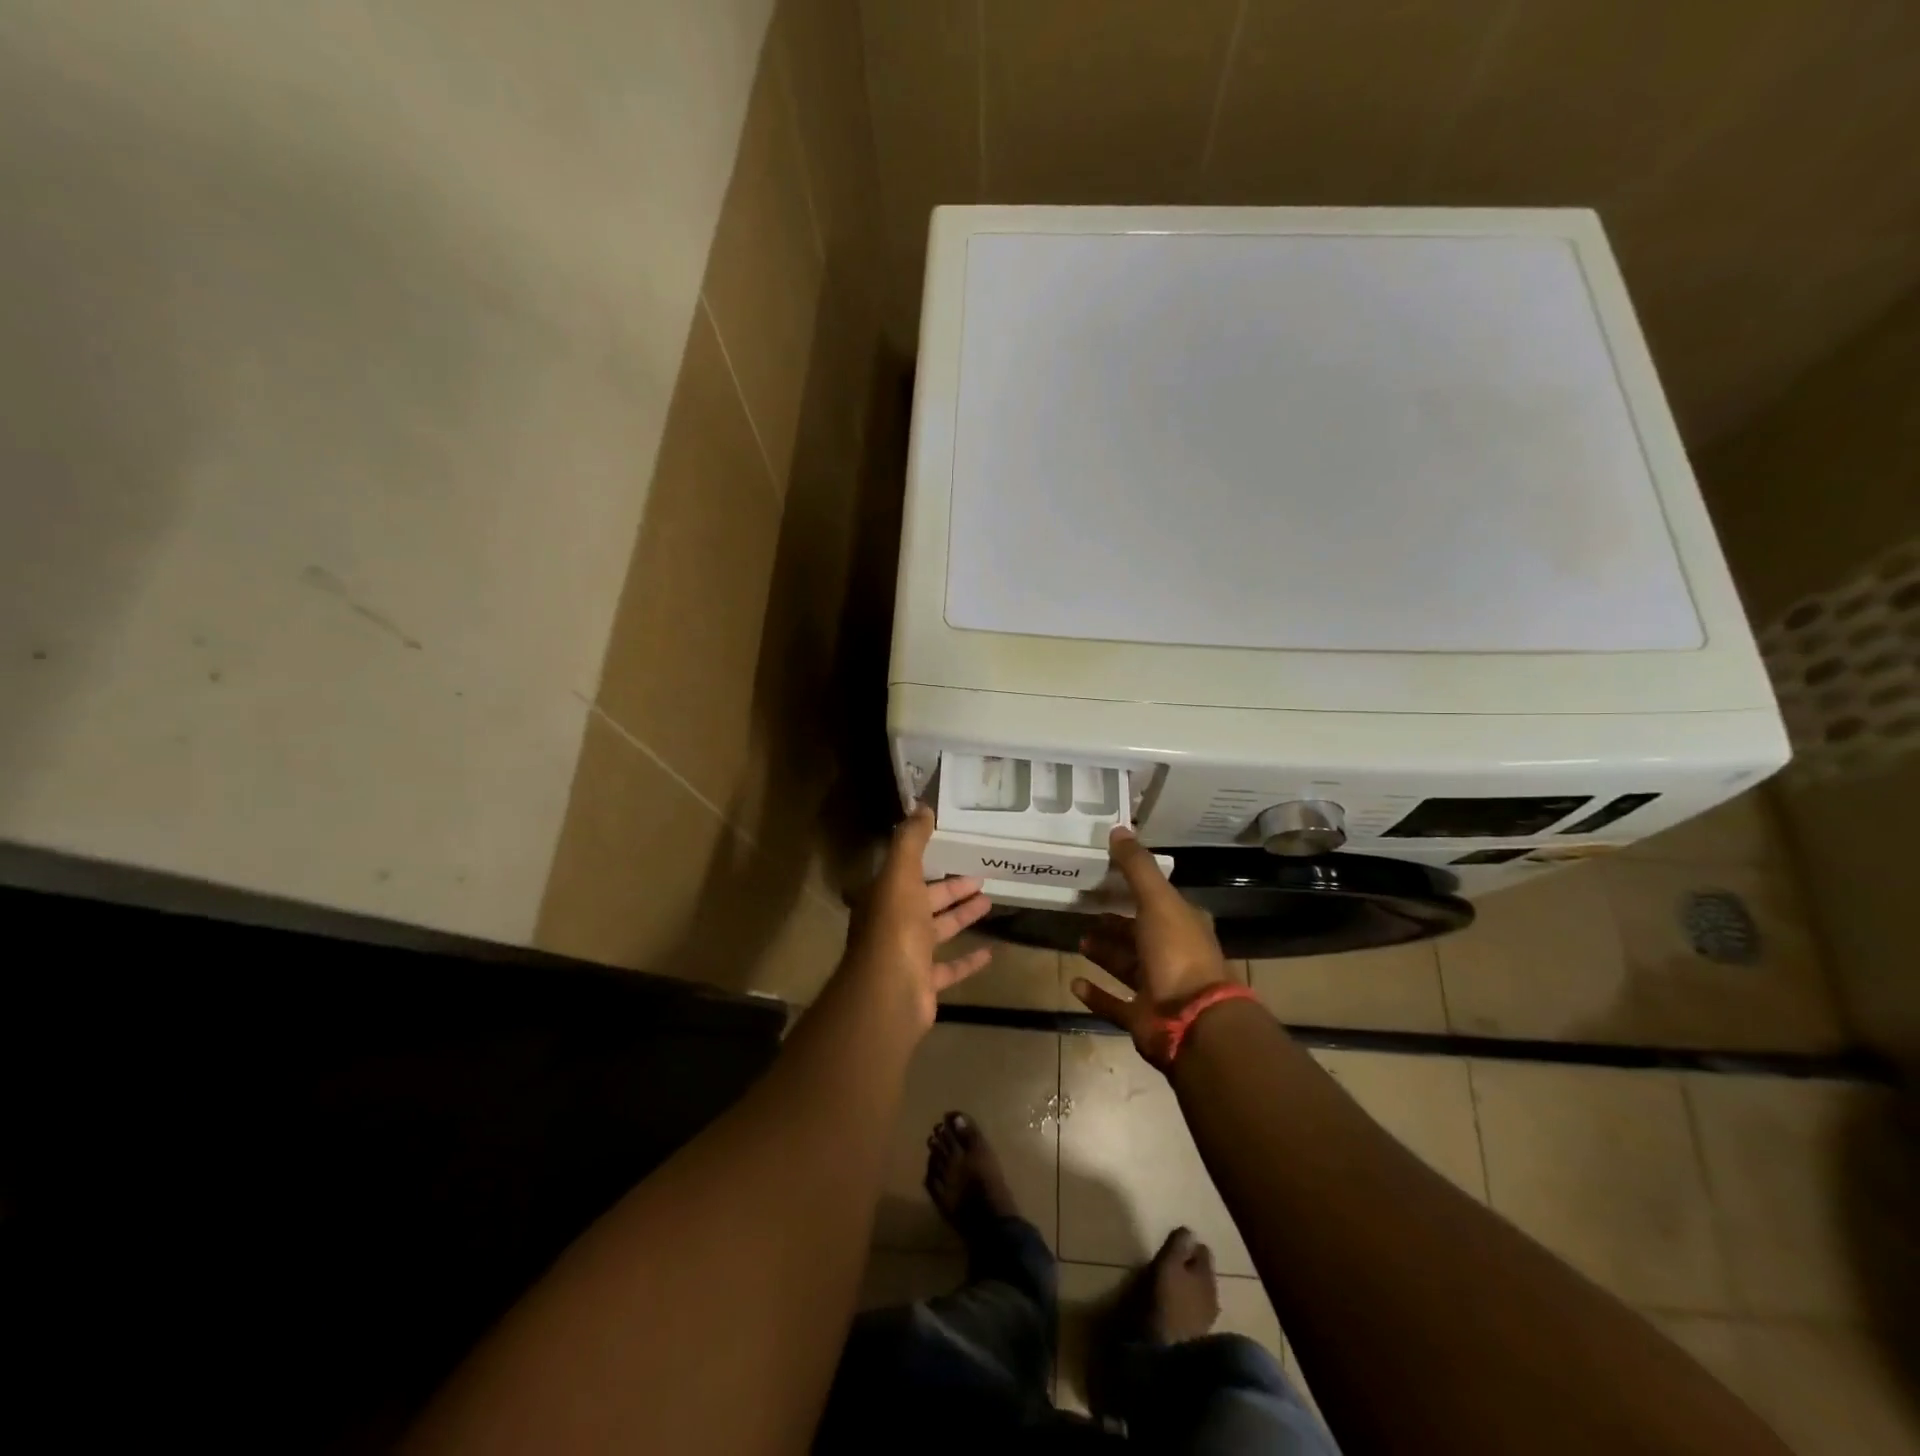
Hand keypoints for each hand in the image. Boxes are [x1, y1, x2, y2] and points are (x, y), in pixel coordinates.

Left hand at [839, 807, 993, 1031]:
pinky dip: (968, 960)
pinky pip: (949, 968)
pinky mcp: (924, 982)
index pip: (908, 872)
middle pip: (927, 900)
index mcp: (885, 896)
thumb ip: (911, 841)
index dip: (930, 859)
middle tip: (982, 876)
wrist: (889, 992)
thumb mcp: (901, 875)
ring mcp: (908, 955)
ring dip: (962, 916)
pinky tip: (991, 952)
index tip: (955, 848)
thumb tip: (921, 806)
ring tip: (990, 902)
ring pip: (939, 931)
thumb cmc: (895, 927)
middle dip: (953, 888)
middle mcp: (893, 923)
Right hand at [1071, 827, 1232, 1060]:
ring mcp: (1159, 988)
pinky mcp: (1142, 1017)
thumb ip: (1137, 867)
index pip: (1158, 901)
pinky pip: (1114, 1003)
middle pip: (1139, 933)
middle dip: (1114, 923)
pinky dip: (1096, 993)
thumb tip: (1118, 829)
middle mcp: (1173, 954)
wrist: (1192, 1021)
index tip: (1106, 878)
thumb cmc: (1177, 953)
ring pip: (1126, 965)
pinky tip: (1075, 983)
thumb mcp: (1158, 900)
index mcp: (1183, 925)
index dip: (1135, 889)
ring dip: (1104, 953)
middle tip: (1085, 909)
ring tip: (1078, 939)